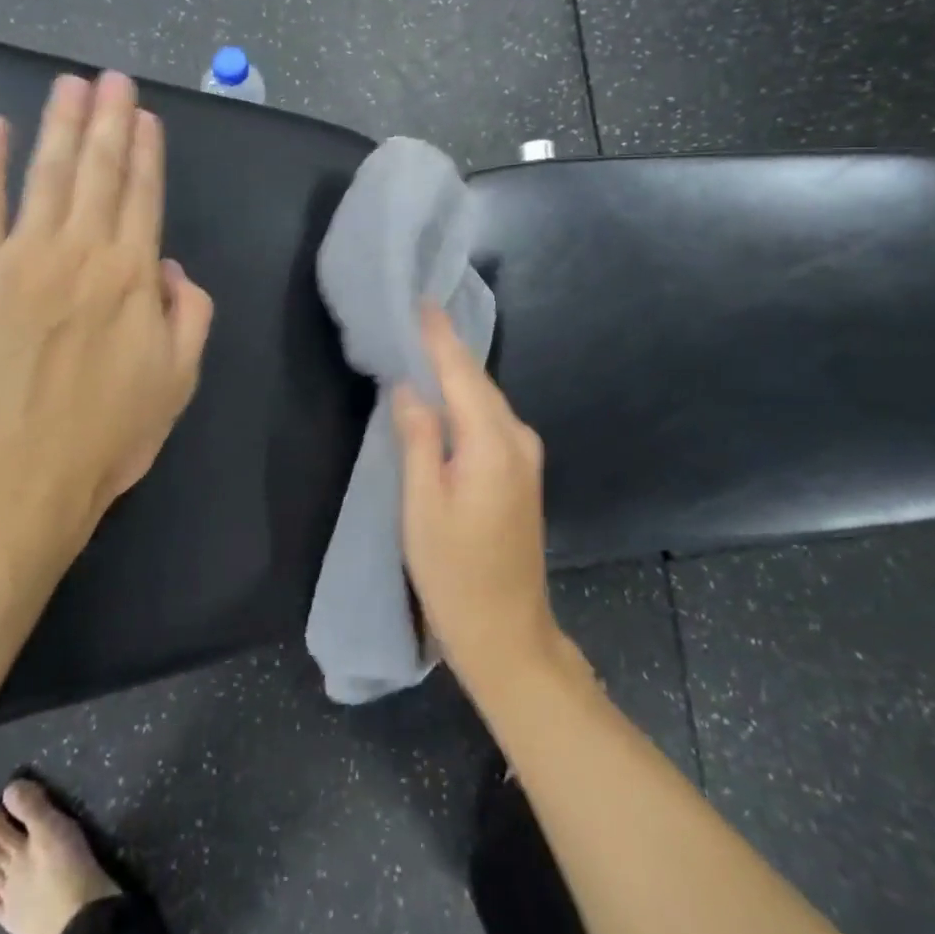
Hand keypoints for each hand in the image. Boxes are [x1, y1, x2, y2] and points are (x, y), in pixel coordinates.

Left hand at [0, 71, 213, 558]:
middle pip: (100, 172)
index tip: (146, 116)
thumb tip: (173, 268)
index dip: (147, 154)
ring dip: (60, 126)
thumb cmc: (108, 435)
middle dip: (109, 120)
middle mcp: (83, 252)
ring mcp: (24, 257)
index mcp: (135, 276)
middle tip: (112, 78)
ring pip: (48, 175)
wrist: (18, 476)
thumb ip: (190, 315)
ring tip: (69, 85)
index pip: (144, 198)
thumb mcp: (180, 380)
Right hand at [394, 304, 560, 697]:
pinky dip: (464, 399)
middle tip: (412, 318)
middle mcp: (518, 439)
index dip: (439, 336)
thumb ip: (417, 439)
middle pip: (476, 381)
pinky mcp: (522, 472)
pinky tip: (442, 395)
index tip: (421, 300)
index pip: (461, 373)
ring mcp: (525, 456)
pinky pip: (489, 419)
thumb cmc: (455, 574)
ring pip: (484, 399)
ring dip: (454, 373)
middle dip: (446, 348)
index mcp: (492, 443)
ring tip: (420, 346)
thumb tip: (409, 387)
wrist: (508, 633)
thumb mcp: (422, 507)